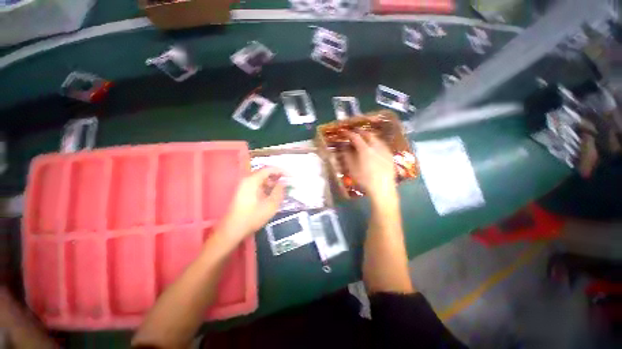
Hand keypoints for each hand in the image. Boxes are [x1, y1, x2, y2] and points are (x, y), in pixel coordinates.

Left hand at [218, 167, 284, 240]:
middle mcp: (247, 180)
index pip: (269, 169)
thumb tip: (284, 182)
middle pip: (264, 172)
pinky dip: (266, 186)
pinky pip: (257, 184)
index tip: (290, 176)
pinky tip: (272, 194)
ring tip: (281, 188)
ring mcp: (244, 185)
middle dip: (277, 176)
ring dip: (272, 182)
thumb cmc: (253, 217)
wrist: (233, 229)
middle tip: (287, 182)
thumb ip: (279, 191)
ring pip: (261, 179)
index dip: (281, 171)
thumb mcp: (270, 205)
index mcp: (252, 180)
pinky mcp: (243, 191)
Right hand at [343, 131, 396, 200]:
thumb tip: (344, 147)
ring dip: (368, 136)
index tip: (343, 132)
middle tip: (354, 132)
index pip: (355, 137)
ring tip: (363, 138)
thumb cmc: (364, 179)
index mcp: (365, 149)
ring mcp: (384, 149)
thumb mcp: (352, 169)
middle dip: (359, 132)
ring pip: (376, 138)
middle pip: (367, 134)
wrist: (383, 188)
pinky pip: (382, 144)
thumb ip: (347, 156)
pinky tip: (374, 147)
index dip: (348, 133)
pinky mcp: (390, 154)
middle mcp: (376, 146)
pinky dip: (375, 142)